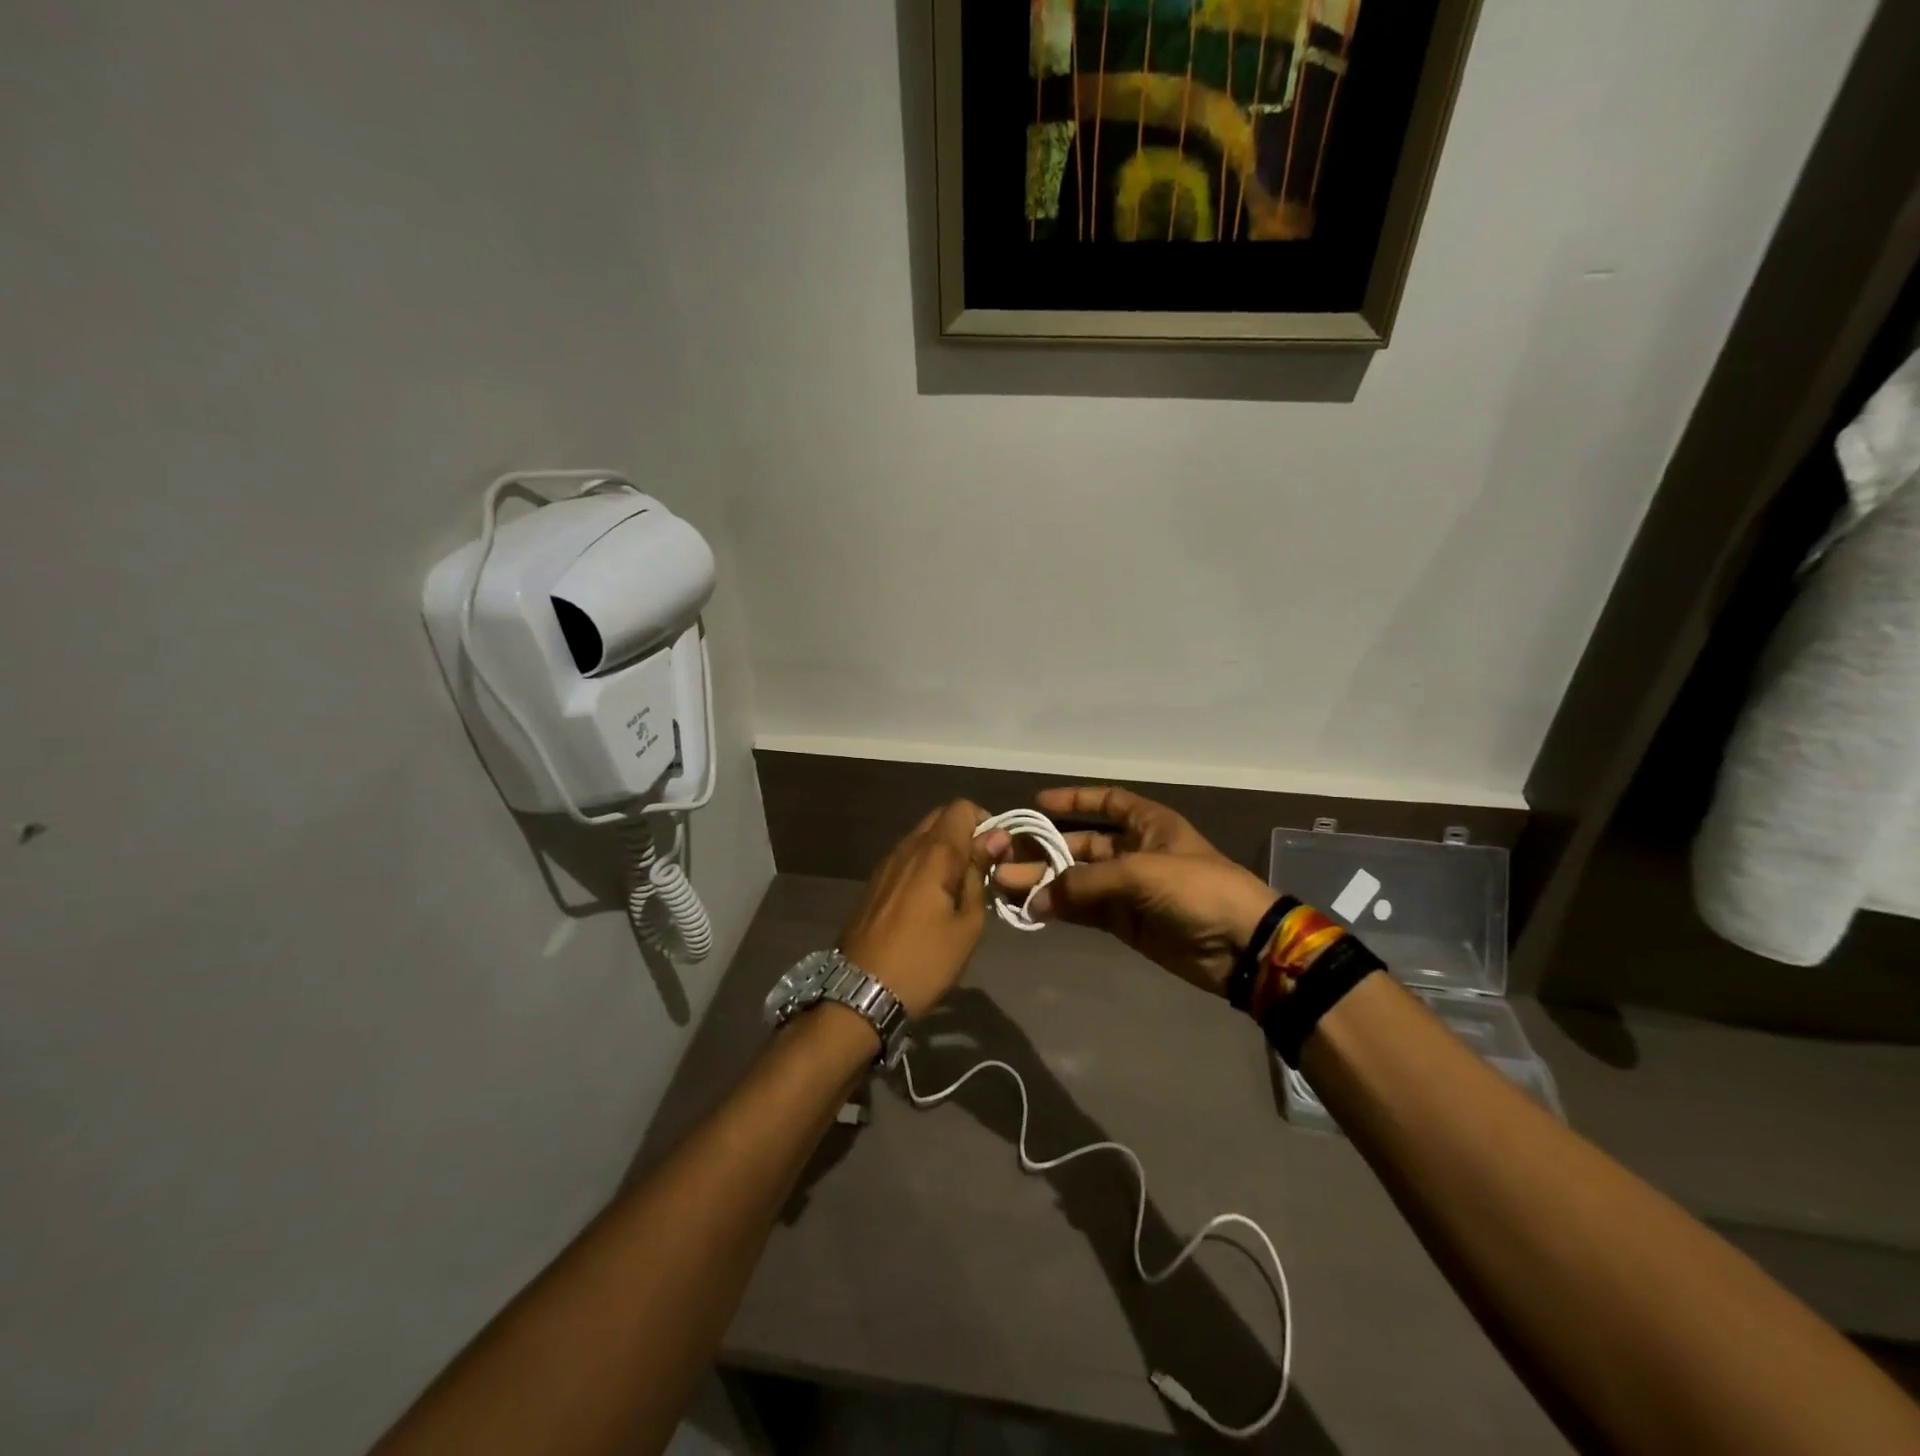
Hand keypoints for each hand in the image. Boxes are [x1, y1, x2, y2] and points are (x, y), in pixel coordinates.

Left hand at [838, 800, 1010, 1019]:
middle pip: (941, 818)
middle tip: (981, 871)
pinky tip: (931, 900)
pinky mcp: (874, 883)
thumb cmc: (924, 962)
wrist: (861, 994)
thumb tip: (995, 838)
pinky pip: (907, 857)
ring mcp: (886, 864)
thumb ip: (979, 874)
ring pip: (922, 837)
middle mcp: (906, 847)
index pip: (962, 807)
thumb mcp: (967, 925)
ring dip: (944, 850)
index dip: (985, 823)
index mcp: (933, 853)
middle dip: (966, 834)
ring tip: (958, 889)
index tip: (996, 855)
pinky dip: (925, 865)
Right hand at [993, 787, 1276, 997]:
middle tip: (1005, 858)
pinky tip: (1032, 909)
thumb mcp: (1141, 873)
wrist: (1241, 947)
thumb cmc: (1197, 889)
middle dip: (1046, 850)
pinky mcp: (1126, 923)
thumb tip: (1036, 899)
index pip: (1108, 801)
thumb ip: (1085, 882)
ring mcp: (1129, 889)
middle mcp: (1135, 851)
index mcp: (1148, 824)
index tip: (1037, 804)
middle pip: (1082, 844)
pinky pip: (1085, 910)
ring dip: (1046, 882)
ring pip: (1078, 880)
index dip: (1074, 799)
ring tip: (1006, 885)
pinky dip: (1061, 909)